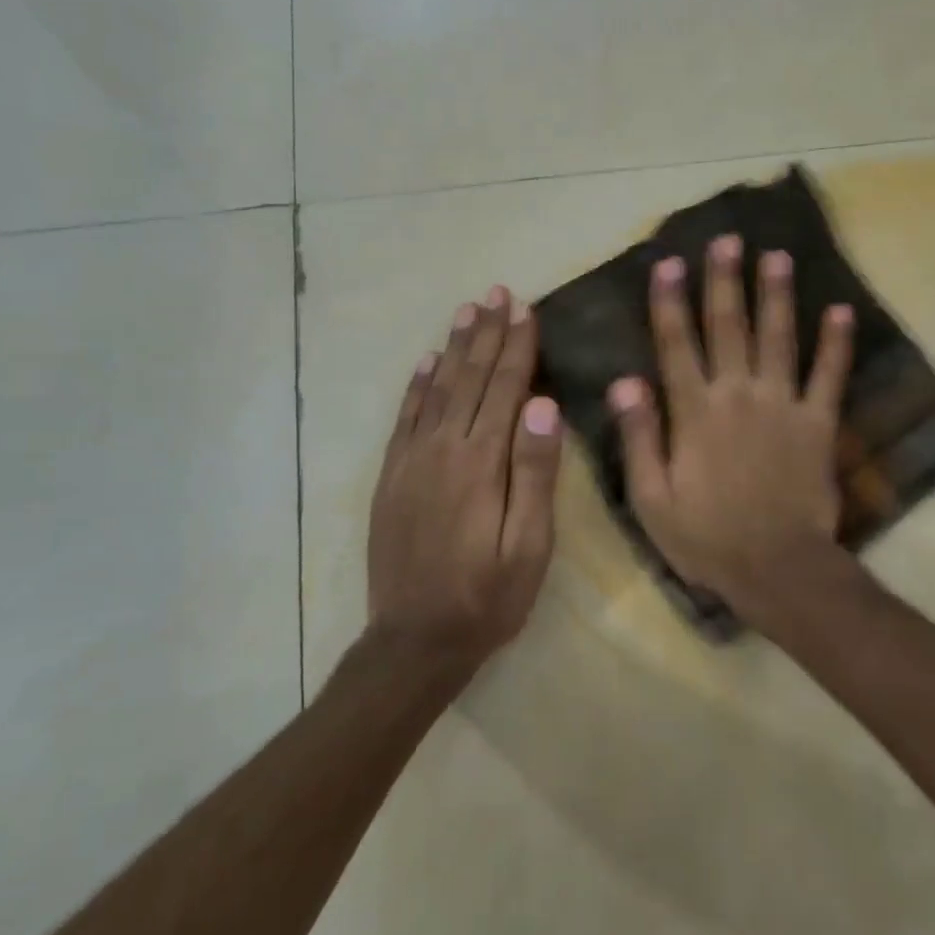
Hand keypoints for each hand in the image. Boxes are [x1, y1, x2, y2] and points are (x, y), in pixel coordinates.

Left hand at [367, 286, 563, 666]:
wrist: (414, 641)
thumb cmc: (488, 598)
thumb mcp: (528, 546)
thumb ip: (534, 473)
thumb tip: (543, 404)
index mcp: (481, 464)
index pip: (503, 389)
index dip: (516, 347)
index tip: (524, 309)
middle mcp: (442, 450)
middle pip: (469, 379)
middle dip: (486, 335)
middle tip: (497, 293)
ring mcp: (411, 461)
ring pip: (437, 390)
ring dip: (454, 348)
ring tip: (467, 312)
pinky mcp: (392, 477)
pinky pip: (405, 418)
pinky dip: (417, 385)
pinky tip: (426, 362)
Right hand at [609, 236, 854, 628]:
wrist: (776, 568)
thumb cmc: (706, 538)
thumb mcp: (651, 498)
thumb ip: (639, 436)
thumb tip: (624, 380)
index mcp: (694, 413)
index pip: (676, 346)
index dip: (670, 302)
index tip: (669, 263)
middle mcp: (738, 395)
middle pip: (729, 328)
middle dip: (725, 282)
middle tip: (728, 241)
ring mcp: (783, 405)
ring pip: (778, 339)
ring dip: (777, 296)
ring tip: (776, 257)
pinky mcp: (818, 423)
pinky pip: (829, 376)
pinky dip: (836, 344)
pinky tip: (840, 311)